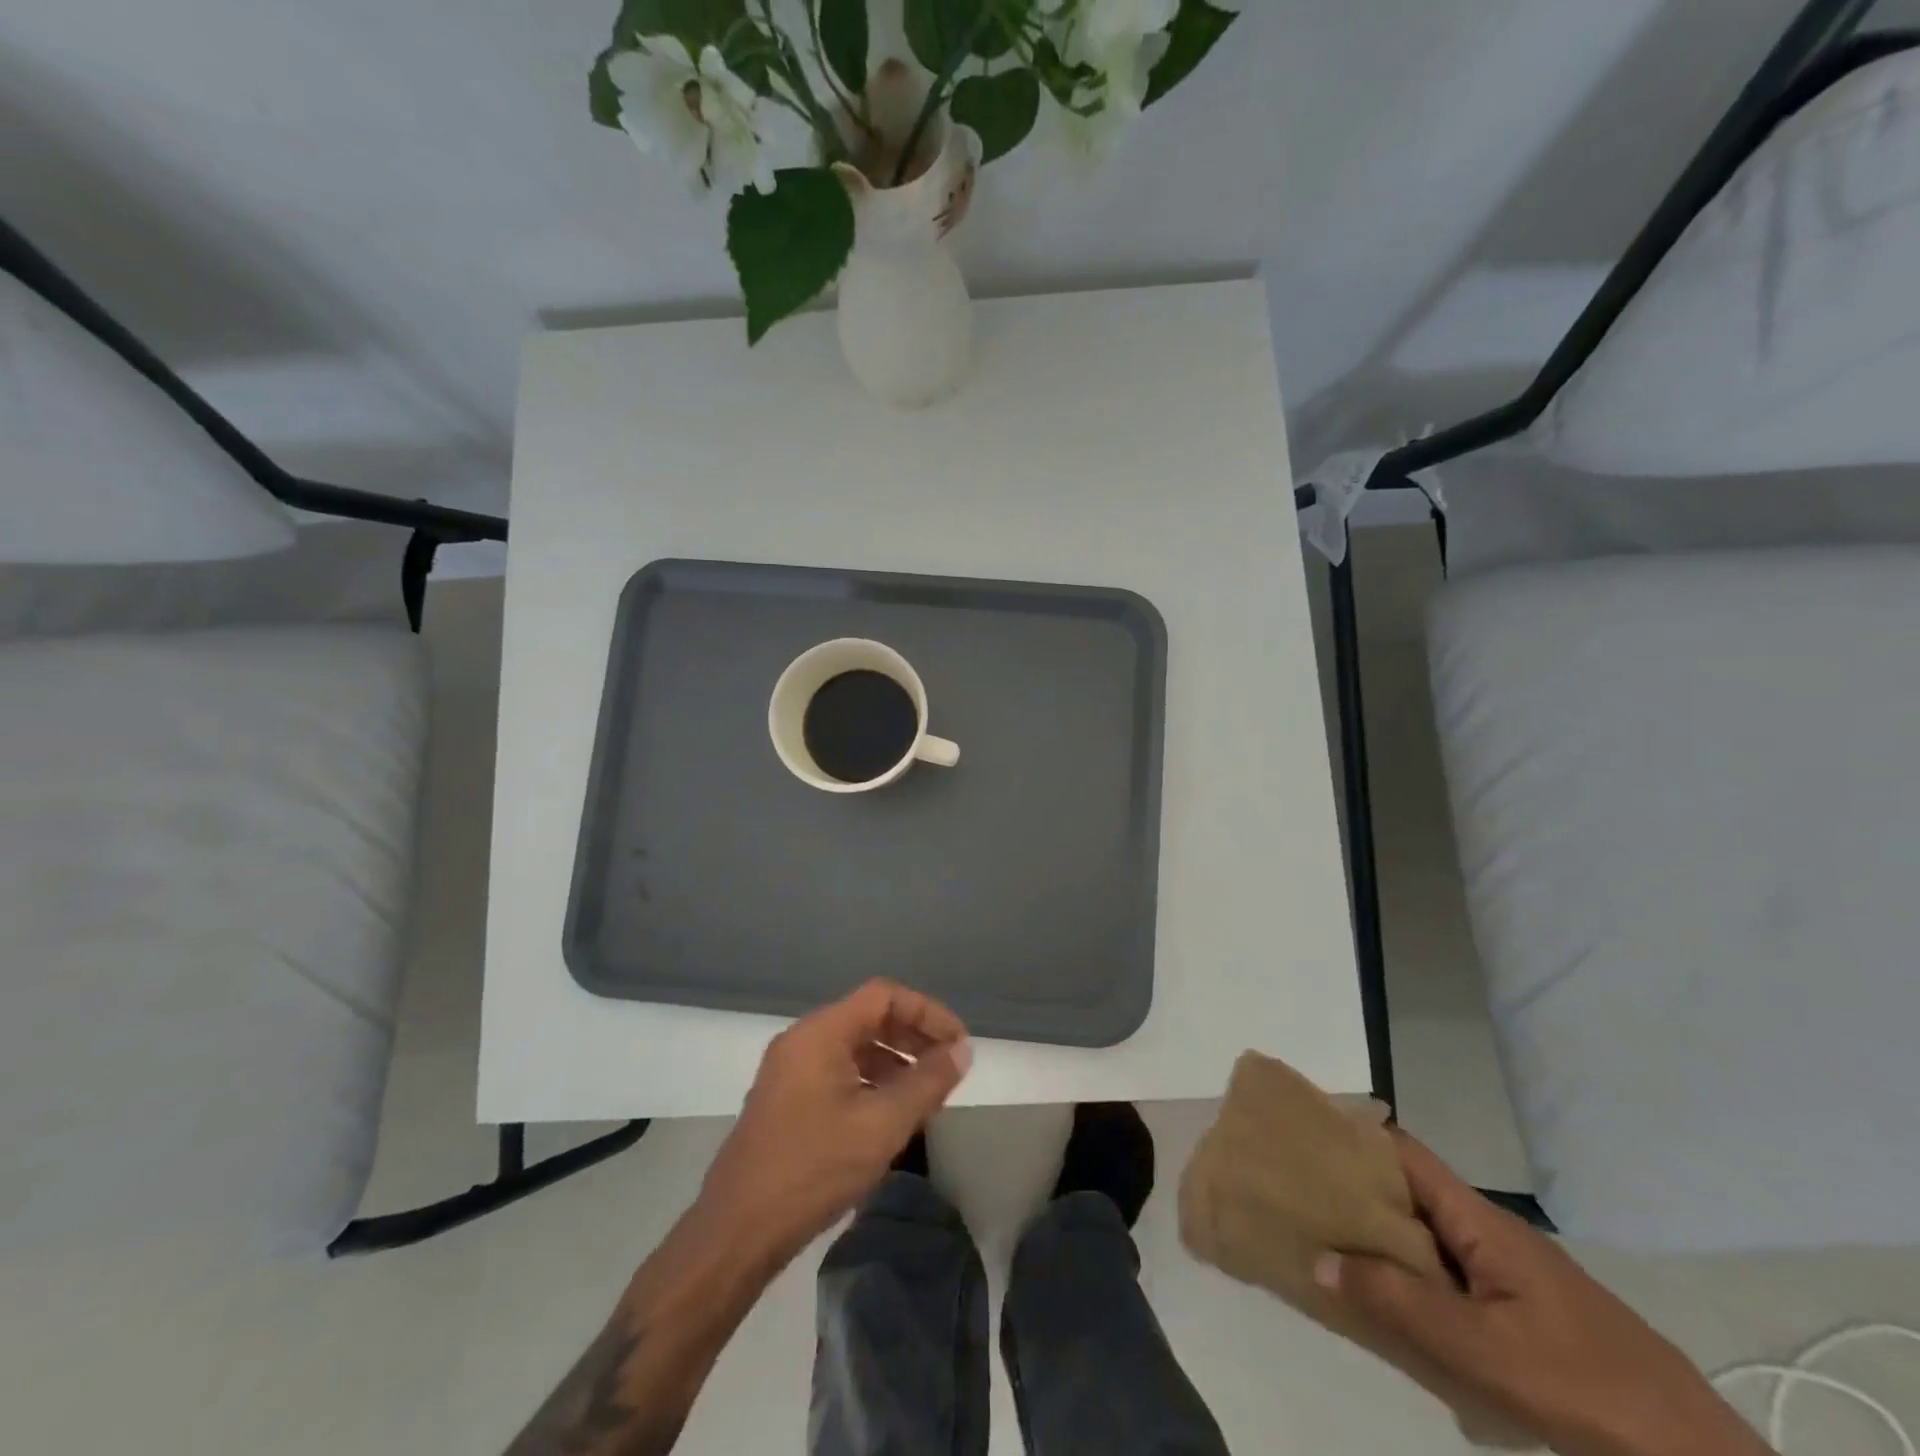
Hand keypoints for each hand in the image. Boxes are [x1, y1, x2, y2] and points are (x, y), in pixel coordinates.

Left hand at [696, 979, 971, 1267]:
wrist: (737, 1232)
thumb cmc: (813, 1169)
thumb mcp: (882, 1125)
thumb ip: (927, 1083)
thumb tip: (961, 1050)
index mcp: (820, 1032)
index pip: (884, 995)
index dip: (926, 1012)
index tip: (957, 1044)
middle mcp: (803, 1040)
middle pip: (869, 1016)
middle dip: (913, 1036)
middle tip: (947, 1067)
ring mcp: (790, 1069)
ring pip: (854, 1045)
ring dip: (894, 1060)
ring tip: (925, 1093)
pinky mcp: (787, 1098)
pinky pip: (838, 1070)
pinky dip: (871, 1080)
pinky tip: (890, 1114)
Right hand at [1316, 1133, 1770, 1455]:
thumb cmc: (1581, 1383)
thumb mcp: (1479, 1346)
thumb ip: (1396, 1300)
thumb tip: (1317, 1257)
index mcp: (1480, 1219)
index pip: (1405, 1152)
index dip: (1357, 1137)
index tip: (1308, 1140)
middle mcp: (1491, 1231)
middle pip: (1412, 1193)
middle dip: (1361, 1193)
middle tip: (1307, 1203)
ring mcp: (1512, 1272)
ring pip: (1432, 1238)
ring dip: (1387, 1241)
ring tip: (1336, 1253)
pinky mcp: (1526, 1311)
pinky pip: (1454, 1276)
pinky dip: (1418, 1279)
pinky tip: (1399, 1311)